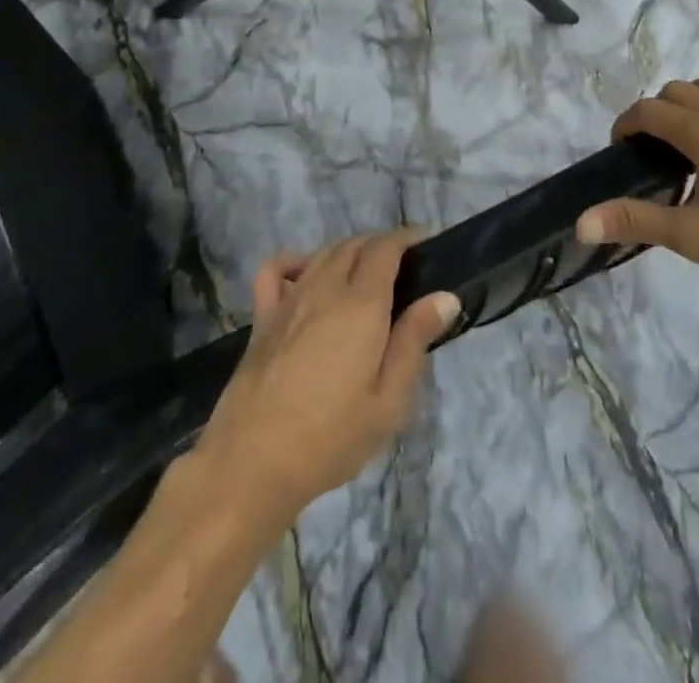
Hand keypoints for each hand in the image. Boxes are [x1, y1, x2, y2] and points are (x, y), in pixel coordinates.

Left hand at [196, 231, 457, 520]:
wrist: (254, 461)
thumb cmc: (332, 436)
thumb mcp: (389, 401)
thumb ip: (414, 341)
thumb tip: (444, 296)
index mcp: (361, 304)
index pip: (385, 248)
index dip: (406, 238)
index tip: (424, 242)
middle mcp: (325, 288)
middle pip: (354, 245)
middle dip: (379, 243)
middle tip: (401, 264)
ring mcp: (289, 300)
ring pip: (322, 253)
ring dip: (347, 250)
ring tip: (364, 270)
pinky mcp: (262, 318)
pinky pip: (275, 270)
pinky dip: (295, 261)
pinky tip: (305, 276)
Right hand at [576, 59, 698, 287]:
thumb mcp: (695, 237)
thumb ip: (637, 222)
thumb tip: (581, 223)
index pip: (649, 112)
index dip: (626, 124)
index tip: (622, 148)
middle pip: (678, 91)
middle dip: (657, 110)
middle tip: (656, 147)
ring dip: (695, 93)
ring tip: (691, 121)